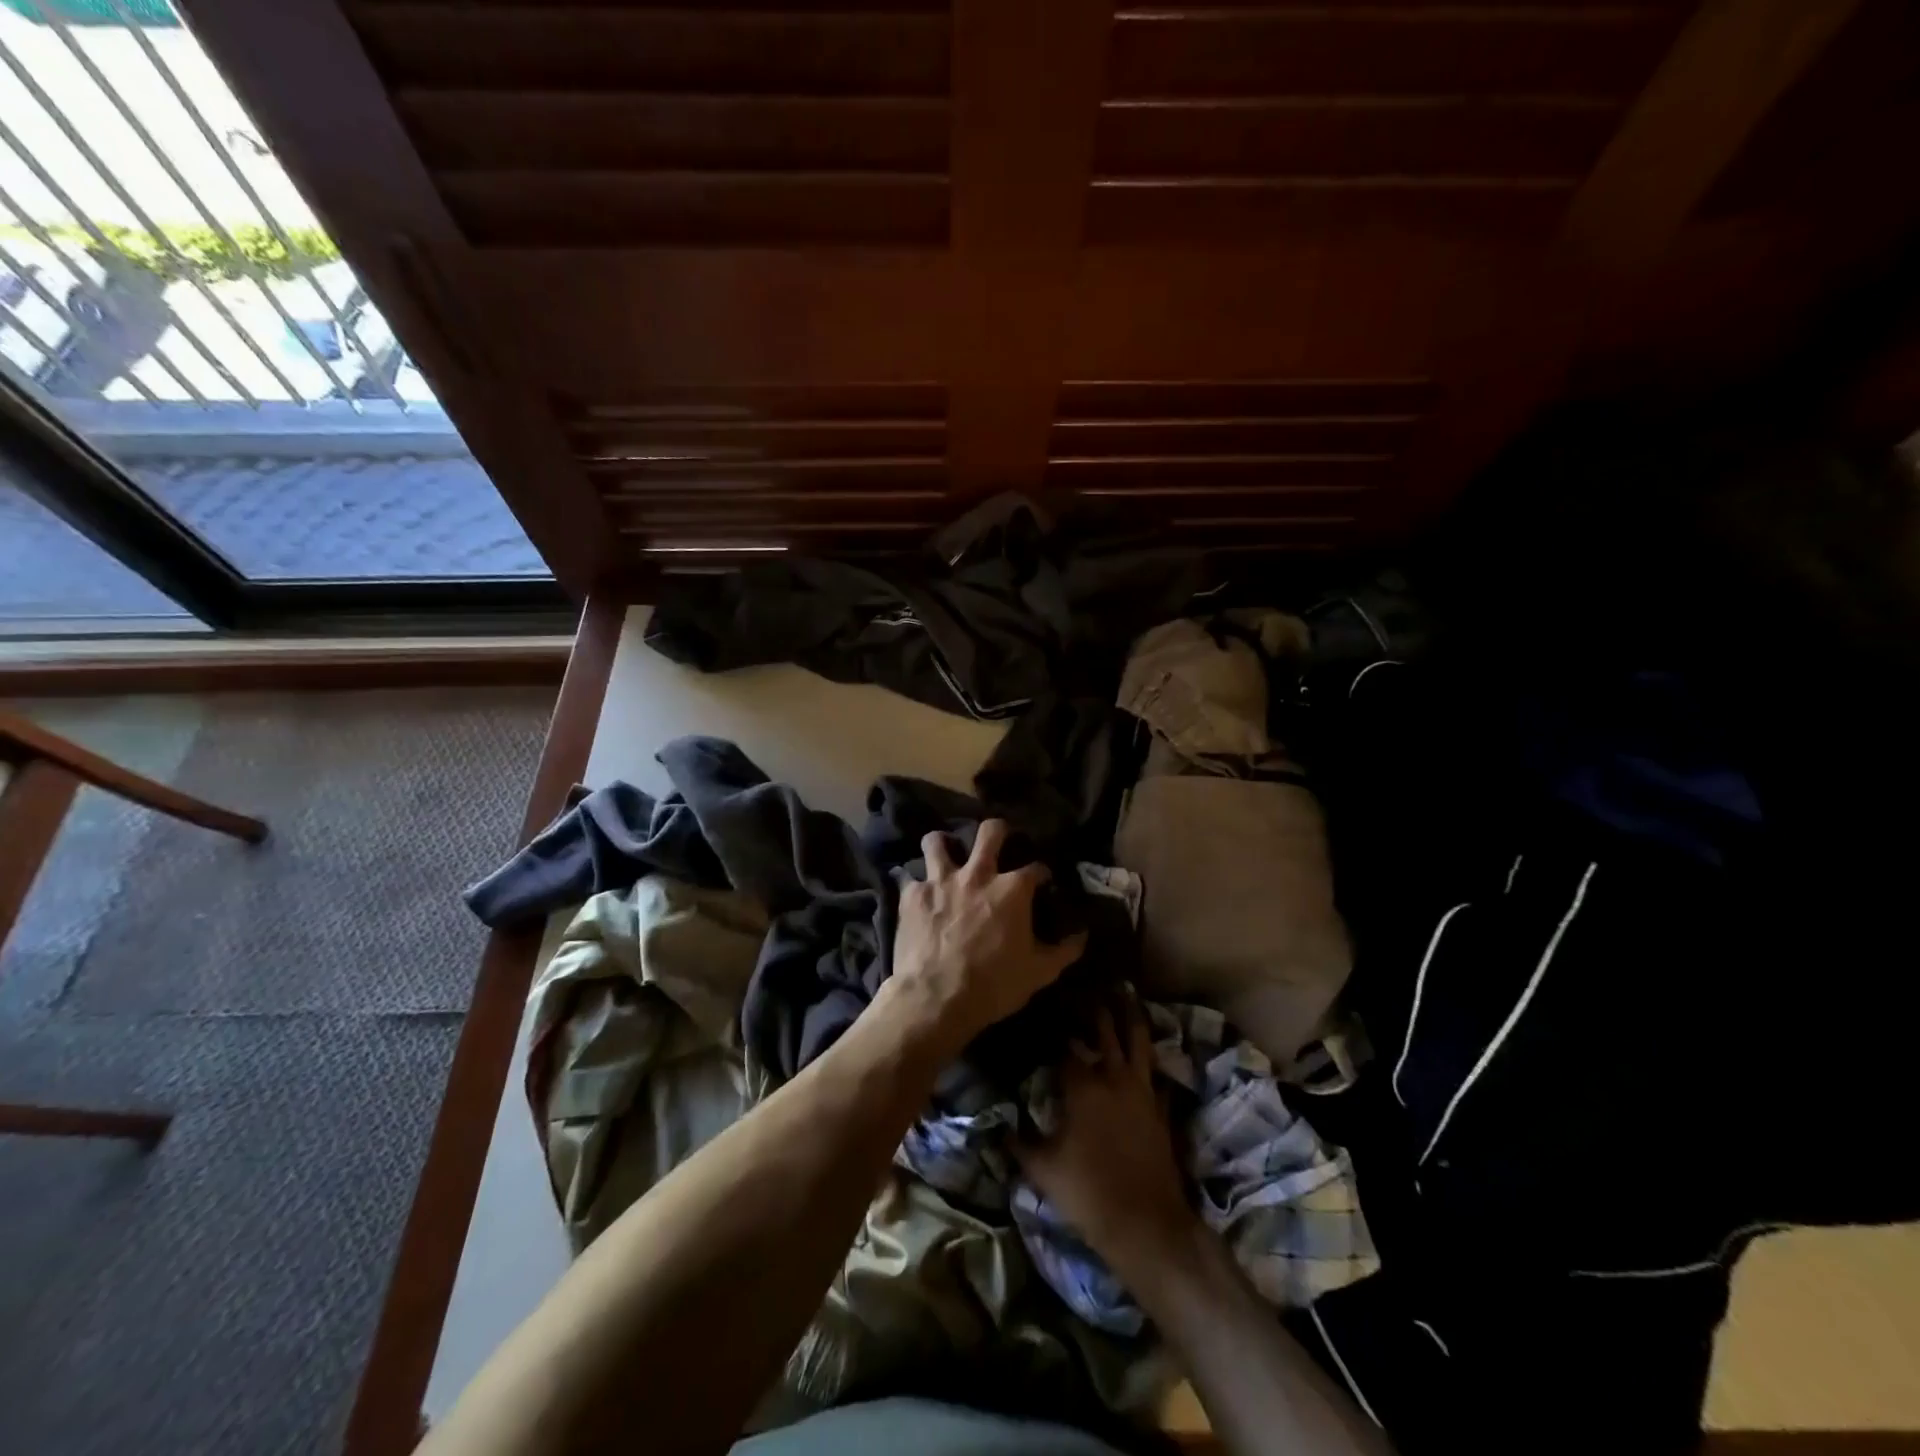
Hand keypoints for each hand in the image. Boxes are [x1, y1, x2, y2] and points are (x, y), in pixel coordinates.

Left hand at [887, 819, 1087, 1050]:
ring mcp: (941, 881)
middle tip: (997, 841)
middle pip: (990, 832)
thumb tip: (1083, 935)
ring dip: (942, 844)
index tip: (1043, 881)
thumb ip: (1064, 950)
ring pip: (937, 841)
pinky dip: (914, 883)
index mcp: (1012, 889)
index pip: (1036, 867)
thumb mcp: (1039, 973)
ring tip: (944, 852)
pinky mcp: (912, 895)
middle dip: (997, 831)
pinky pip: (909, 877)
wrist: (936, 999)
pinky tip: (916, 892)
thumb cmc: (994, 985)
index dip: (1042, 873)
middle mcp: (977, 874)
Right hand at [1015, 1004, 1195, 1273]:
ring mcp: (1142, 1089)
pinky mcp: (1160, 1106)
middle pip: (1103, 1028)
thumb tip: (997, 1124)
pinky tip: (1144, 1047)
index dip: (1049, 1025)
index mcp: (1082, 1085)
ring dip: (1128, 1014)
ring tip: (1123, 990)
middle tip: (1080, 985)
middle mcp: (1113, 1076)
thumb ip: (1018, 1141)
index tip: (1039, 1007)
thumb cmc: (1089, 1195)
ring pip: (1137, 1039)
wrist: (1148, 1226)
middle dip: (1091, 1005)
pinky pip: (1155, 1070)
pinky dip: (1148, 1054)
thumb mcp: (1042, 1169)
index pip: (1061, 1044)